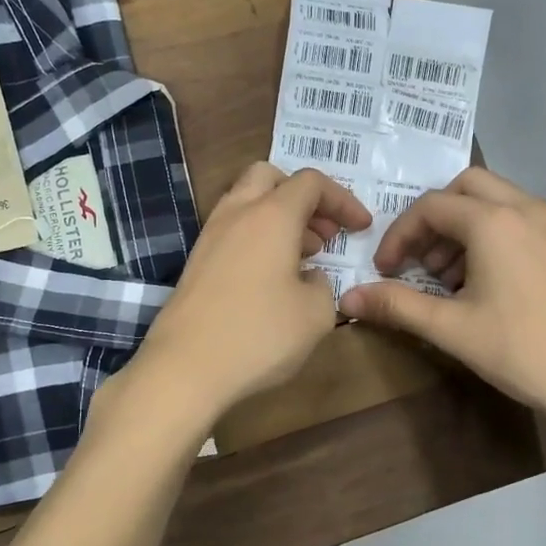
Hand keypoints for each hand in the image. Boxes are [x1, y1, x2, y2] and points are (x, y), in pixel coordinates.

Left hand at [131, 163, 371, 421]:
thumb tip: (308, 278)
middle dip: (303, 197)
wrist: (184, 368)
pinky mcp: (196, 261)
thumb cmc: (259, 335)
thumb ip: (323, 286)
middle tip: (324, 234)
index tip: (361, 228)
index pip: (311, 183)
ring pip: (247, 202)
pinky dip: (258, 237)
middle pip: (270, 177)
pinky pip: (233, 230)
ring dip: (279, 218)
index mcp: (271, 215)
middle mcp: (237, 213)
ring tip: (303, 258)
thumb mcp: (316, 315)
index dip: (342, 200)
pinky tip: (272, 278)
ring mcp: (210, 236)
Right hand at [339, 167, 545, 430]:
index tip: (385, 270)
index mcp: (494, 221)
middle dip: (432, 220)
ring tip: (446, 278)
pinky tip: (482, 282)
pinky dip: (489, 234)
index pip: (430, 207)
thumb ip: (395, 305)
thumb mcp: (451, 328)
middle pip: (464, 188)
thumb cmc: (522, 351)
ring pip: (493, 200)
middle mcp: (525, 208)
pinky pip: (516, 219)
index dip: (399, 236)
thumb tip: (348, 298)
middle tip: (418, 261)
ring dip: (460, 227)